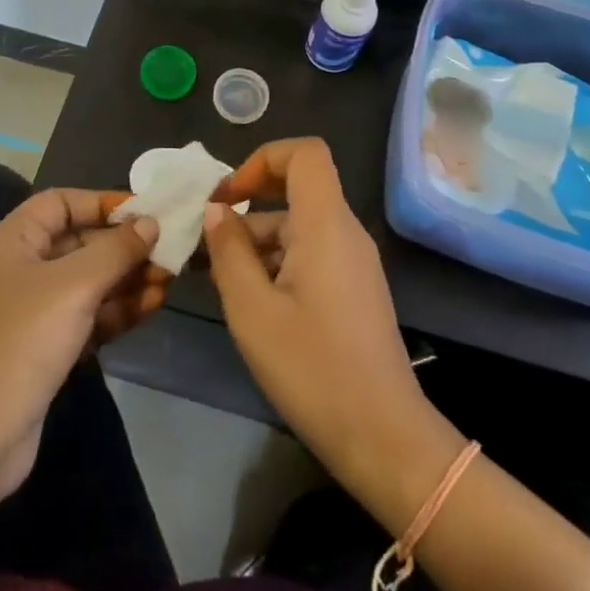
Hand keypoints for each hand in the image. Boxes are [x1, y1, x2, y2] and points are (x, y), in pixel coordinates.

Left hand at [0, 191, 163, 503]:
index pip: (61, 203)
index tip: (145, 212)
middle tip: (169, 251)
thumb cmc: (21, 342)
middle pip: (80, 242)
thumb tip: (150, 223)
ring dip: (128, 280)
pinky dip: (117, 311)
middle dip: (124, 246)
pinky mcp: (45, 349)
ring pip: (88, 282)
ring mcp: (32, 312)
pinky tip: (152, 308)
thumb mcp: (74, 286)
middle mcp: (21, 269)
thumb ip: (115, 250)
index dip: (102, 203)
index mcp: (13, 241)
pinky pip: (88, 316)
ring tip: (170, 280)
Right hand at [202, 139, 446, 491]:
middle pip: (296, 191)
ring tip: (215, 278)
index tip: (228, 197)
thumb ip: (229, 251)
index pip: (304, 153)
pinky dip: (277, 262)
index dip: (262, 159)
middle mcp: (345, 232)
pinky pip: (311, 253)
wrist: (383, 437)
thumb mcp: (252, 310)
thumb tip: (217, 211)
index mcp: (326, 224)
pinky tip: (249, 300)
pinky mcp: (354, 289)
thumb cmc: (312, 368)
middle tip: (206, 241)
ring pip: (299, 226)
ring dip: (257, 241)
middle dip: (248, 207)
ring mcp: (353, 262)